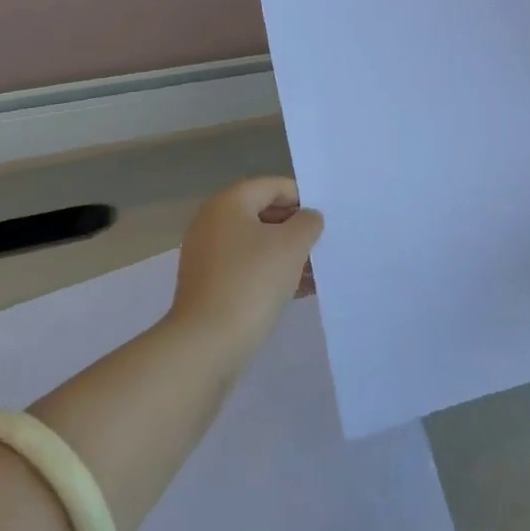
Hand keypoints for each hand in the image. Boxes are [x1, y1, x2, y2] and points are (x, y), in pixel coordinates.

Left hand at [170, 178, 323, 348]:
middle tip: (320, 248)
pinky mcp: (208, 284)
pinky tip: (296, 292)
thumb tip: (307, 218)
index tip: (323, 224)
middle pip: (264, 213)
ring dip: (286, 254)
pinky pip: (246, 267)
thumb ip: (308, 222)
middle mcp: (212, 222)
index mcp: (228, 203)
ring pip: (256, 243)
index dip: (303, 200)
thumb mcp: (292, 245)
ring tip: (314, 274)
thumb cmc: (252, 282)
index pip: (274, 186)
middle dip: (295, 229)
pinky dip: (270, 273)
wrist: (206, 344)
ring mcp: (207, 254)